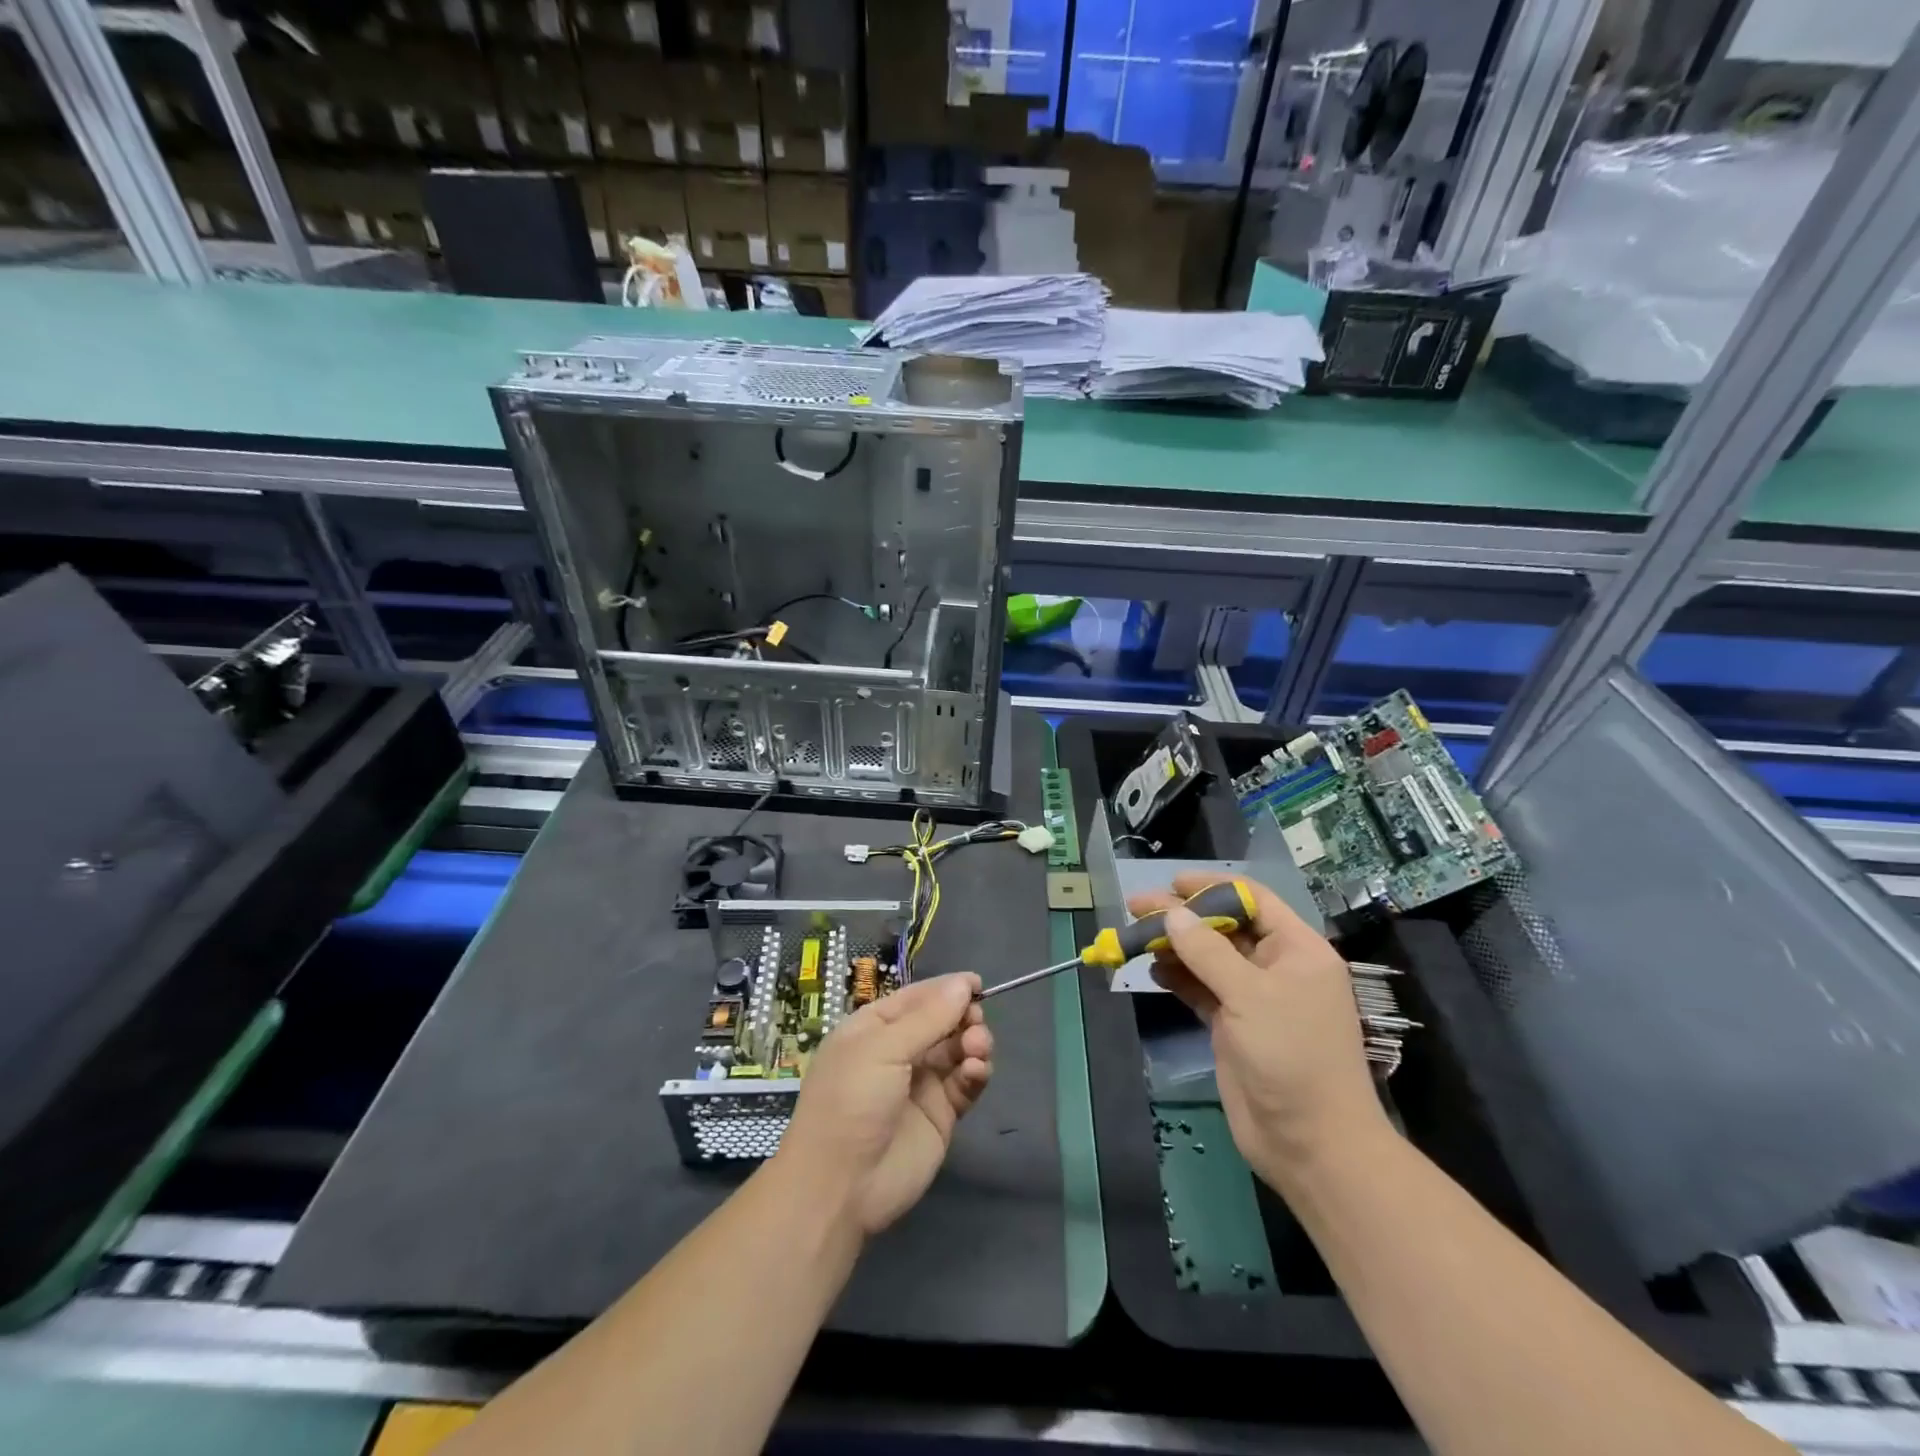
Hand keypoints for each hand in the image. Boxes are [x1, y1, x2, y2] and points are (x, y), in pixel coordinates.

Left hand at [776, 973, 992, 1235]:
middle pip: (942, 1021)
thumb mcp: (883, 1048)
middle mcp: (898, 1051)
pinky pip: (965, 1084)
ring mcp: (920, 1084)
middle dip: (963, 1017)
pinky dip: (975, 1073)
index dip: (946, 989)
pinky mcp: (940, 1115)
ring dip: (973, 1042)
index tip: (978, 984)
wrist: (840, 1186)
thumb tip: (964, 983)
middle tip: (975, 1023)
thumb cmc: (851, 1101)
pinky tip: (976, 1072)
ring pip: (958, 1050)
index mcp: (874, 1028)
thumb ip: (929, 1016)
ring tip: (977, 1049)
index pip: (916, 997)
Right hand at [1128, 874, 1386, 1181]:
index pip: (1253, 900)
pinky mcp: (1233, 1024)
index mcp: (1297, 950)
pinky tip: (1152, 969)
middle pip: (1224, 926)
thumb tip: (1172, 912)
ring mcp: (1254, 997)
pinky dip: (1177, 976)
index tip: (1170, 884)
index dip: (1212, 887)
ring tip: (1135, 937)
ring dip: (1175, 945)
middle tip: (1136, 908)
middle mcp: (1276, 967)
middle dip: (1183, 915)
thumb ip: (1208, 951)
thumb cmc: (1292, 1057)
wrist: (1310, 1144)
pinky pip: (1201, 988)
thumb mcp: (1251, 996)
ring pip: (1208, 957)